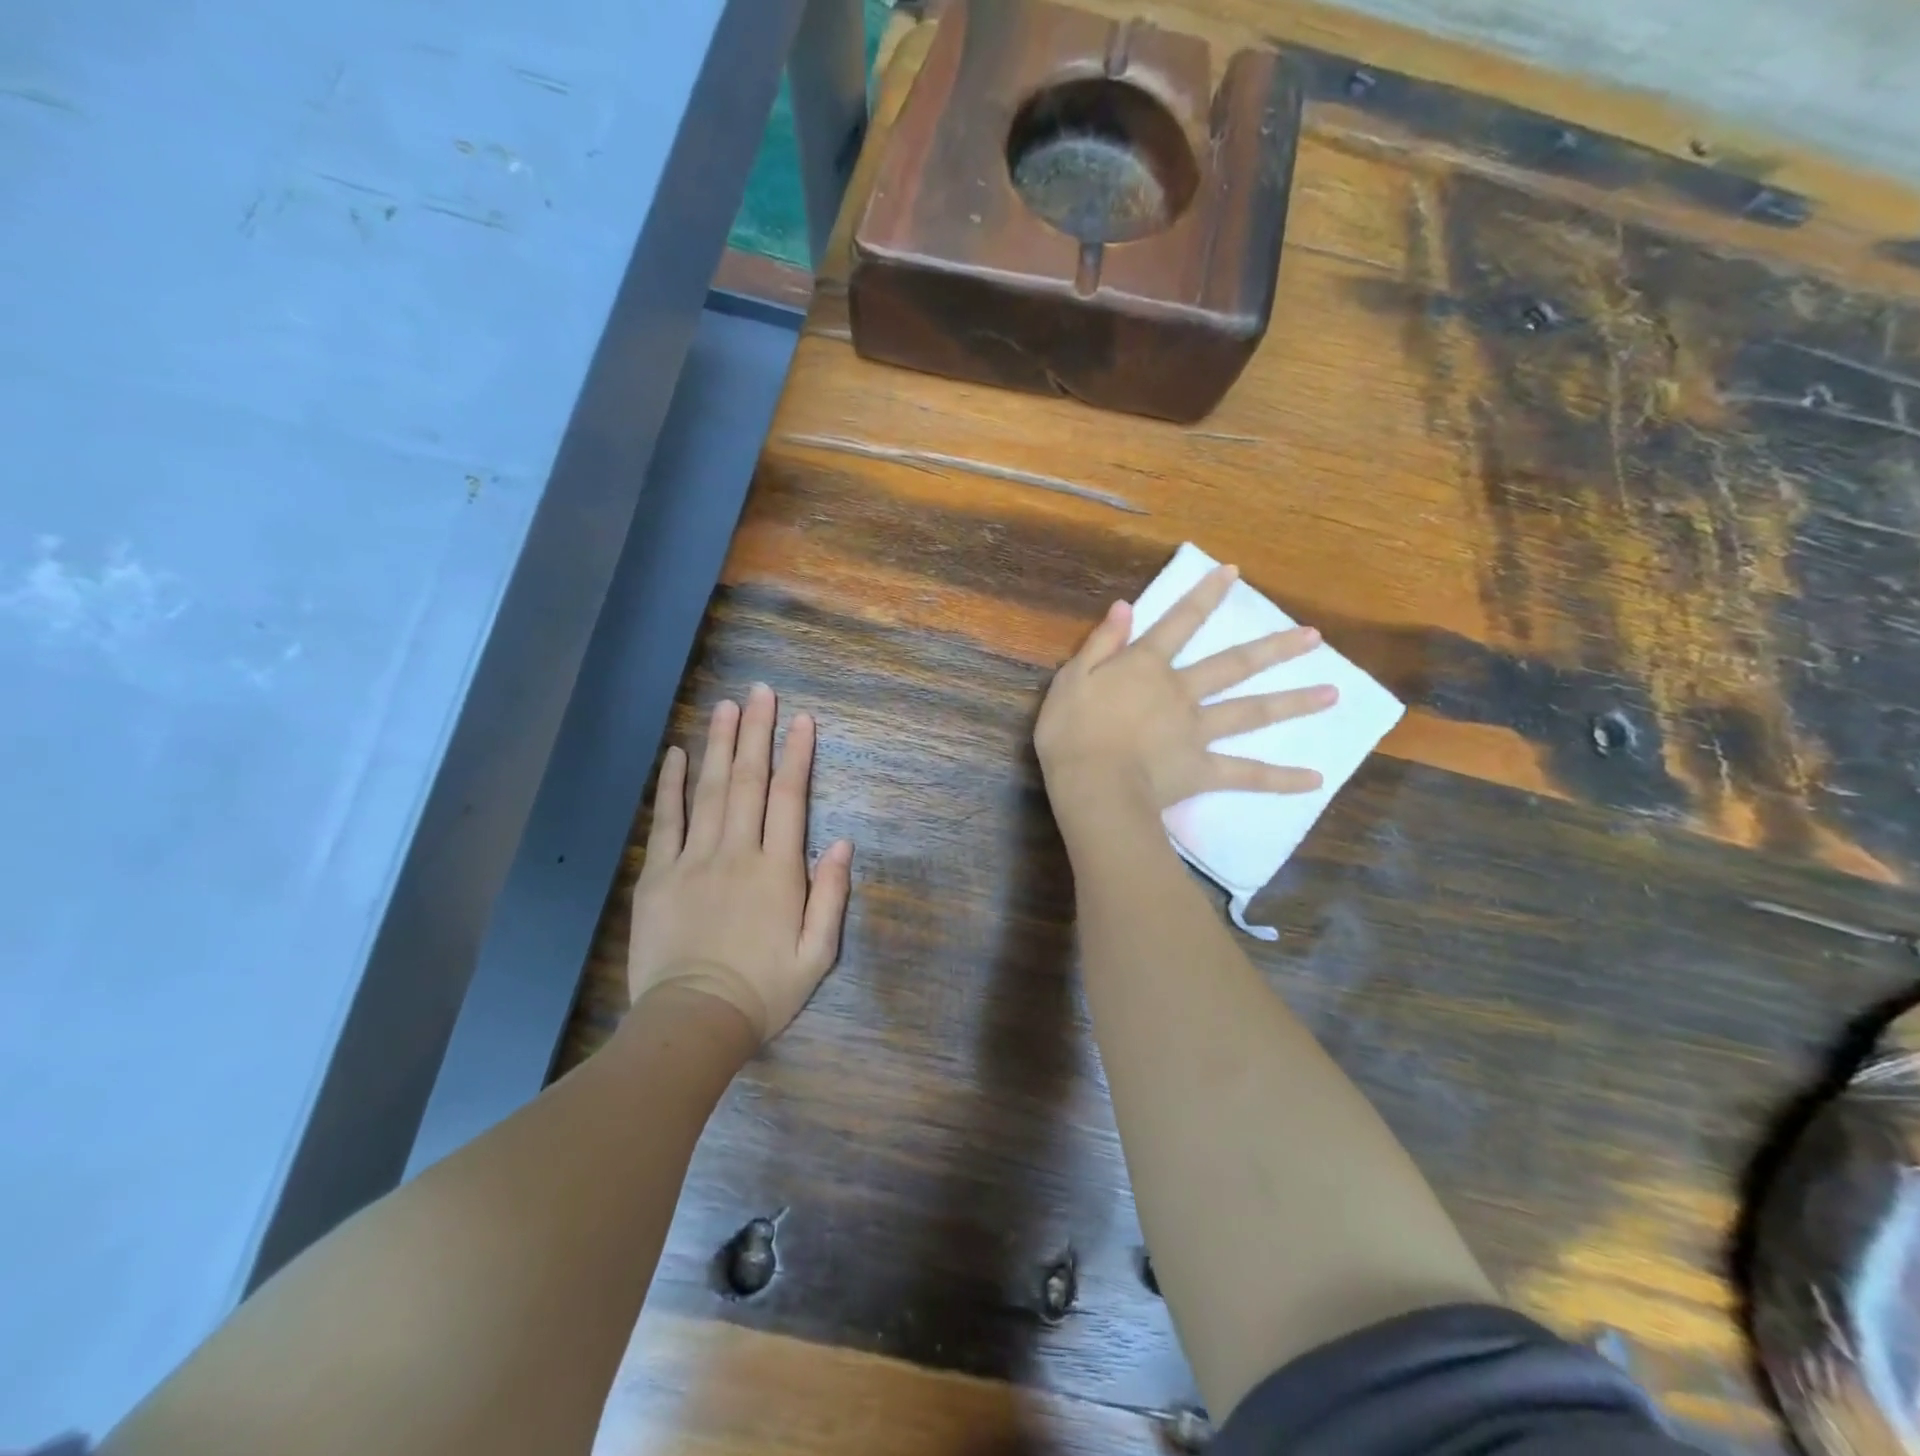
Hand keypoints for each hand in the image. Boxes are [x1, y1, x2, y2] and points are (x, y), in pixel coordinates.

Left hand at [628, 684, 853, 1043]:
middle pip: (748, 781)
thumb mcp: (818, 954)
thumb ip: (831, 895)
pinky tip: (676, 753)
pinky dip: (671, 785)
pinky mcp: (659, 875)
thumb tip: (842, 843)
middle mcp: (737, 852)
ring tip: (725, 706)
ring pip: (708, 790)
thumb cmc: (764, 991)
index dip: (797, 755)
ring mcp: (694, 860)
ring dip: (718, 745)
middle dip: (757, 732)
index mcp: (778, 870)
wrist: (694, 1022)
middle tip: (760, 691)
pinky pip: (666, 820)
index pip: (789, 798)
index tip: (801, 719)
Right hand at [1035, 563, 1336, 816]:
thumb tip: (1125, 606)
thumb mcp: (1072, 678)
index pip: (1179, 622)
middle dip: (1273, 648)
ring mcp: (1197, 731)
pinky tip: (1314, 779)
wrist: (1092, 784)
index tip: (1233, 573)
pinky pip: (1246, 774)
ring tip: (1333, 694)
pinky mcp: (1203, 769)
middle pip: (1234, 665)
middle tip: (1314, 638)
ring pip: (1251, 713)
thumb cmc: (1071, 731)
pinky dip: (1280, 779)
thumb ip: (1101, 643)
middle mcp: (1182, 692)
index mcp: (1148, 667)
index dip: (1204, 596)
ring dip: (1292, 702)